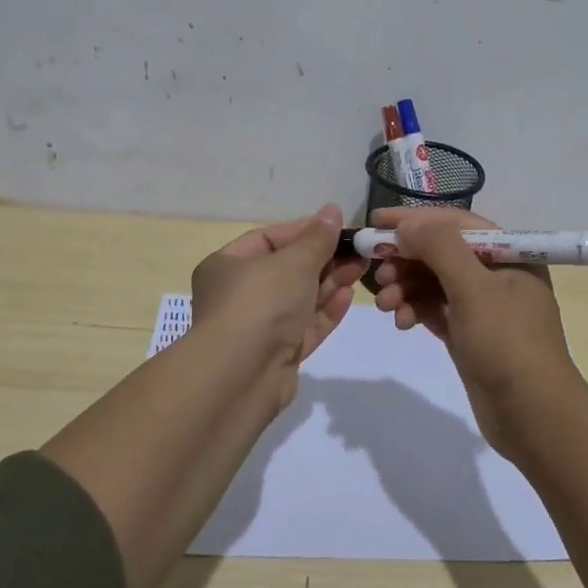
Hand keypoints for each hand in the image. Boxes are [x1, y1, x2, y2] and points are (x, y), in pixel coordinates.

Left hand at [190, 203, 363, 404]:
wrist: (240, 377)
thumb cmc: (260, 303)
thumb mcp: (293, 261)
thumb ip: (318, 238)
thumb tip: (332, 210)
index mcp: (226, 266)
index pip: (267, 239)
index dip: (303, 230)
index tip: (337, 227)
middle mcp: (237, 295)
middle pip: (286, 270)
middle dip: (323, 259)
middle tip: (358, 250)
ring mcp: (257, 328)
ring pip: (298, 300)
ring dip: (329, 283)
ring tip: (361, 267)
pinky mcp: (276, 356)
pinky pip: (304, 328)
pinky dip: (325, 312)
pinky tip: (349, 296)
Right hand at [368, 207, 584, 455]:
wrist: (533, 417)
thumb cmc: (508, 344)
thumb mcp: (474, 289)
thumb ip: (440, 248)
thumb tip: (408, 224)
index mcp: (509, 254)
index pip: (456, 223)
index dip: (415, 219)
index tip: (376, 222)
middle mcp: (497, 274)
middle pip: (442, 252)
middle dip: (407, 259)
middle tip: (377, 272)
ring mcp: (483, 306)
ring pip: (434, 282)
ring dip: (406, 287)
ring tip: (384, 304)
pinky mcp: (469, 333)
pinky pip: (435, 309)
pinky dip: (415, 310)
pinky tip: (401, 322)